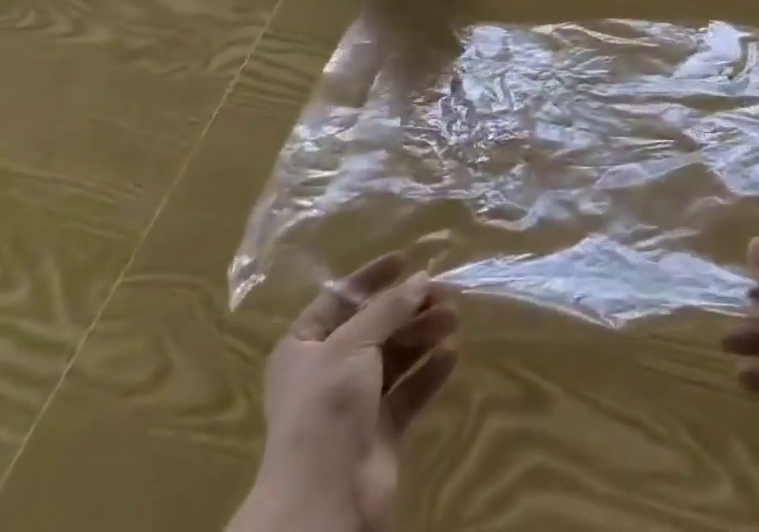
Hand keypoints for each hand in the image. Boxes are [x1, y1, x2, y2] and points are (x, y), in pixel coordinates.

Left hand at [230, 252, 459, 531]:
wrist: (324, 500)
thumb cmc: (326, 407)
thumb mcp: (353, 344)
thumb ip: (389, 308)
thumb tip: (422, 279)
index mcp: (305, 346)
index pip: (341, 298)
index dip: (373, 277)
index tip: (407, 258)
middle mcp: (328, 370)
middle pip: (375, 326)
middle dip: (409, 307)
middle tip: (445, 292)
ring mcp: (355, 402)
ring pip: (395, 355)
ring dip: (424, 334)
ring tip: (453, 319)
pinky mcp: (381, 429)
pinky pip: (409, 390)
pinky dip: (430, 371)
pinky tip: (452, 355)